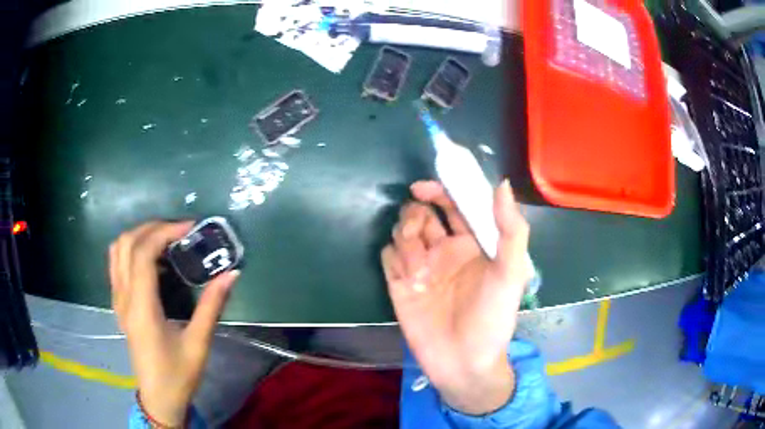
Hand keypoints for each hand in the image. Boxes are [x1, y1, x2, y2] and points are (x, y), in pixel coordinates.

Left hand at [109, 221, 238, 426]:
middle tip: (179, 230)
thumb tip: (230, 274)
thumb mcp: (199, 343)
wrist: (158, 396)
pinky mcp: (118, 303)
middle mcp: (124, 297)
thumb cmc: (178, 374)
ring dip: (140, 235)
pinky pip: (117, 262)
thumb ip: (212, 306)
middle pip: (127, 243)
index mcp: (141, 308)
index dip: (164, 232)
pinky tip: (152, 259)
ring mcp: (117, 299)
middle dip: (153, 227)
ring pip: (117, 249)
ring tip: (165, 238)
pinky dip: (132, 248)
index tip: (189, 227)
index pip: (143, 253)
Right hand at [381, 180, 532, 414]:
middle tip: (418, 231)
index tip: (423, 188)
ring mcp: (420, 267)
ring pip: (402, 232)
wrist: (463, 363)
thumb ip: (511, 230)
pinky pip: (388, 256)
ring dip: (404, 238)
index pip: (453, 205)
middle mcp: (444, 251)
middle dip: (415, 213)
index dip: (439, 190)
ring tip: (418, 268)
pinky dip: (393, 257)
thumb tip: (503, 184)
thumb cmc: (492, 319)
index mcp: (471, 243)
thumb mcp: (510, 274)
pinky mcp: (400, 285)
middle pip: (421, 214)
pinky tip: (405, 276)